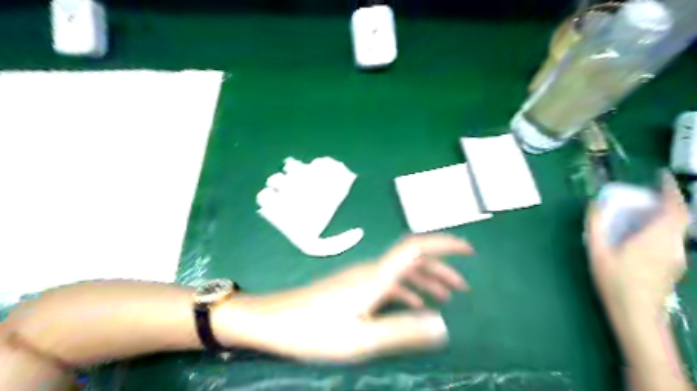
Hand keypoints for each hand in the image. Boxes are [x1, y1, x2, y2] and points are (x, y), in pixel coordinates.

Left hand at [216, 234, 470, 361]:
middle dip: (442, 268)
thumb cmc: (314, 331)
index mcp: (376, 277)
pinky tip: (415, 304)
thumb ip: (403, 331)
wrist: (274, 321)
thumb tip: (443, 325)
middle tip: (464, 288)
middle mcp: (372, 270)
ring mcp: (362, 276)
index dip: (444, 243)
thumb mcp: (361, 339)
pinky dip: (408, 289)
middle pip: (413, 259)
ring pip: (402, 271)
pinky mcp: (354, 286)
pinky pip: (389, 281)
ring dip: (426, 280)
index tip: (469, 250)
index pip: (416, 247)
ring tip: (447, 297)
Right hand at [584, 174, 690, 310]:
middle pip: (680, 216)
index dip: (670, 189)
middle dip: (668, 200)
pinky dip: (665, 227)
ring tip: (645, 212)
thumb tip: (594, 204)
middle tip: (649, 193)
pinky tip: (646, 234)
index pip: (673, 208)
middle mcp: (673, 244)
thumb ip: (595, 226)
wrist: (637, 313)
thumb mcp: (597, 252)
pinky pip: (674, 238)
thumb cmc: (615, 281)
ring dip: (667, 214)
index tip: (661, 176)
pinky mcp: (676, 264)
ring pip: (678, 227)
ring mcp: (678, 256)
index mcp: (655, 238)